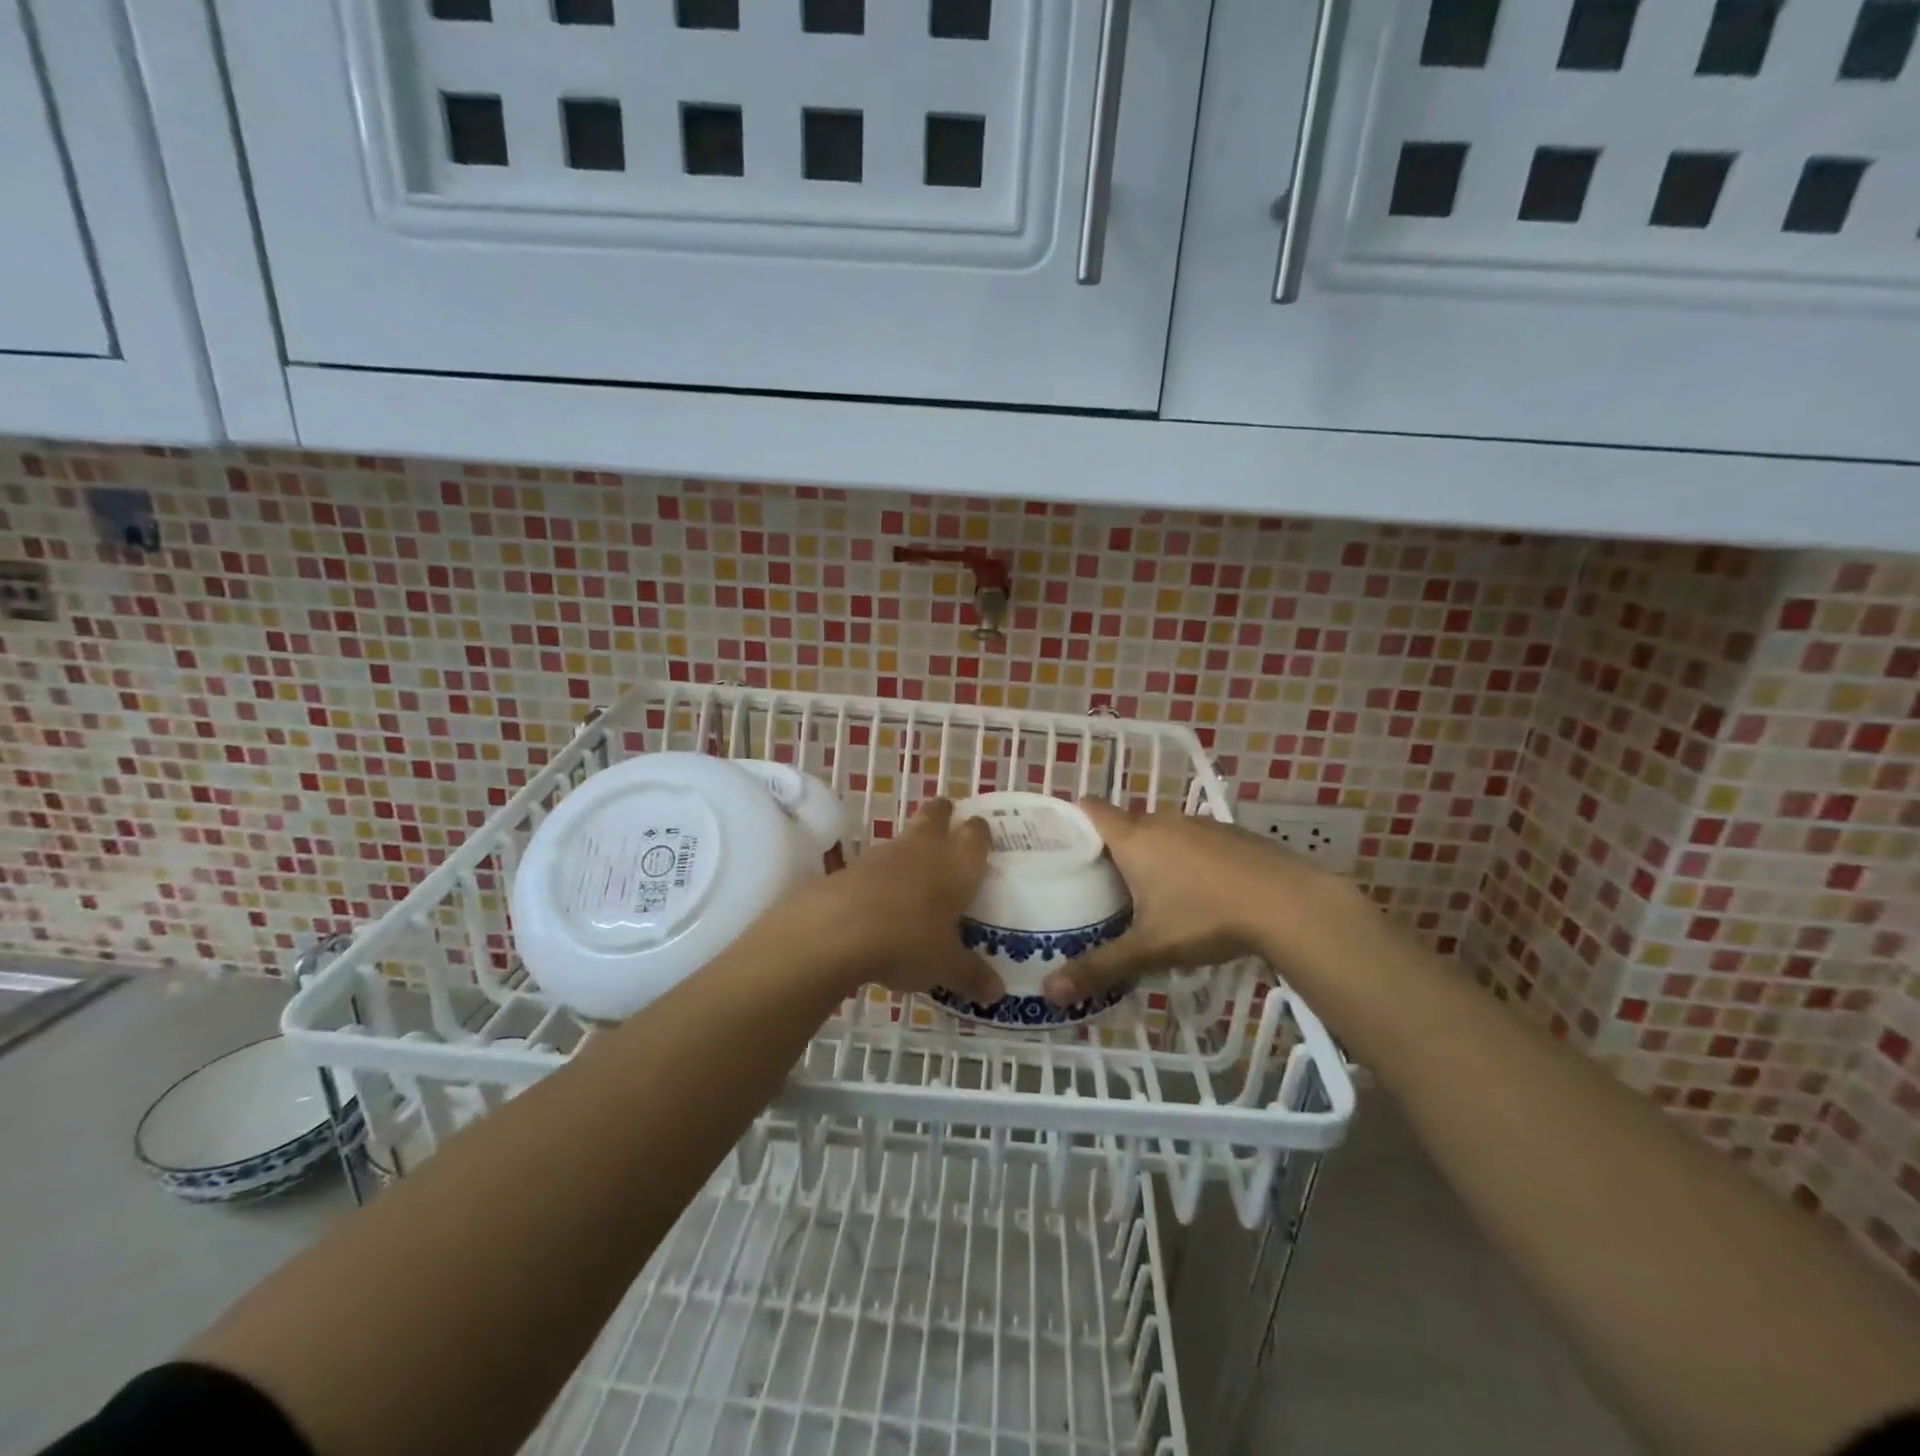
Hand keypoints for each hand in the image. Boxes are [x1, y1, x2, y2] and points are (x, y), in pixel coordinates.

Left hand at [789, 798, 1003, 1003]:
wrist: (837, 929)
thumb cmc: (908, 941)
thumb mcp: (945, 966)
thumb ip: (972, 975)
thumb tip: (998, 993)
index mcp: (959, 864)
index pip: (976, 834)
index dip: (980, 831)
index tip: (982, 834)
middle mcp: (926, 848)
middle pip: (937, 814)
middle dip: (944, 815)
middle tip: (949, 824)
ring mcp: (887, 852)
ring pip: (906, 835)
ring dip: (912, 844)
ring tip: (917, 869)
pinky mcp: (854, 864)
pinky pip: (877, 861)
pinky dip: (884, 871)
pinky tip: (883, 896)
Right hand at [1041, 797, 1340, 1006]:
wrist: (1289, 903)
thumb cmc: (1205, 918)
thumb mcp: (1149, 949)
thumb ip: (1100, 968)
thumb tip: (1048, 992)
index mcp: (1134, 839)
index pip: (1092, 809)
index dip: (1074, 817)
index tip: (1062, 840)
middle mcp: (1162, 821)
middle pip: (1126, 824)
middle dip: (1113, 848)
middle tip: (1101, 883)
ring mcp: (1200, 824)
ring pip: (1163, 832)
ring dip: (1153, 853)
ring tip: (1149, 891)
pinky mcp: (1231, 834)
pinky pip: (1194, 840)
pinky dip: (1188, 858)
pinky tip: (1200, 892)